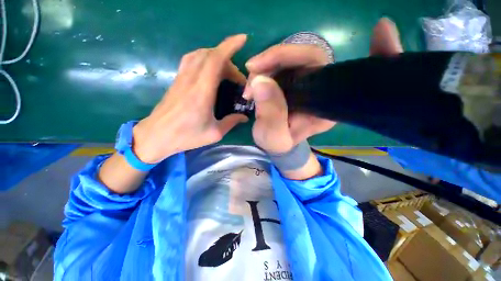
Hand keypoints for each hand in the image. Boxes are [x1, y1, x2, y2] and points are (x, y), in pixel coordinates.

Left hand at [133, 34, 248, 162]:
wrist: (156, 136)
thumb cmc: (186, 136)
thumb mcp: (214, 133)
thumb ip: (231, 122)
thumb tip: (244, 117)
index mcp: (202, 92)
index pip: (215, 60)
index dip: (229, 46)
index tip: (242, 39)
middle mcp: (191, 80)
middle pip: (210, 55)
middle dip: (229, 60)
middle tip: (238, 78)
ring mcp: (182, 78)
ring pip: (200, 55)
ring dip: (216, 57)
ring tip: (227, 72)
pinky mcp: (177, 80)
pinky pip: (191, 60)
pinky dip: (205, 59)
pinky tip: (211, 70)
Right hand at [245, 17, 402, 153]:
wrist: (276, 143)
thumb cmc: (279, 144)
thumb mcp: (274, 138)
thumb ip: (270, 116)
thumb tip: (260, 81)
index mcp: (328, 106)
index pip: (345, 75)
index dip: (373, 53)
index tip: (383, 29)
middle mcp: (322, 89)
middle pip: (308, 57)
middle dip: (276, 59)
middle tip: (252, 72)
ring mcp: (307, 81)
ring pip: (290, 58)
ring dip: (266, 66)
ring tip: (250, 87)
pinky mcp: (293, 79)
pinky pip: (282, 63)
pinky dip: (266, 66)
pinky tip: (254, 74)